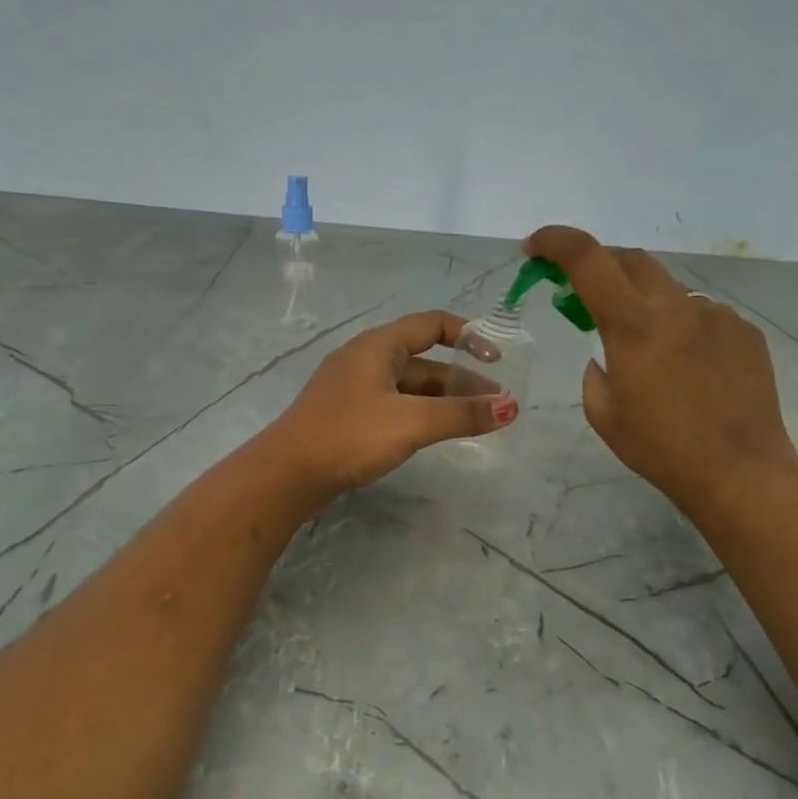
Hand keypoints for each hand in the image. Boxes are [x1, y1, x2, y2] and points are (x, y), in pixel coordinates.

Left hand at [263, 311, 515, 501]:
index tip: (497, 358)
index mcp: (378, 346)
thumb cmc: (350, 436)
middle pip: (424, 359)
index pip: (432, 324)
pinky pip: (394, 405)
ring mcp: (354, 389)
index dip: (468, 335)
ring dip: (443, 399)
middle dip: (462, 378)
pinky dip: (421, 413)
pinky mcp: (348, 416)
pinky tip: (436, 433)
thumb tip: (510, 407)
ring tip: (476, 420)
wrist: (287, 474)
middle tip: (496, 402)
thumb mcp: (412, 422)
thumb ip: (462, 414)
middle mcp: (366, 360)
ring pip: (409, 386)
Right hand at [524, 227, 797, 516]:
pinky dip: (682, 327)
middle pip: (630, 260)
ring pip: (668, 289)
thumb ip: (594, 370)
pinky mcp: (745, 332)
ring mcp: (716, 315)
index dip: (555, 241)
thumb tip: (608, 354)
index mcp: (633, 326)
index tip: (534, 248)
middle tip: (584, 293)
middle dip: (600, 266)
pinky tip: (688, 368)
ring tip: (647, 348)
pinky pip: (702, 315)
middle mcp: (676, 307)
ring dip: (645, 303)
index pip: (587, 258)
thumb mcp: (603, 413)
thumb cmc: (661, 448)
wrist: (740, 472)